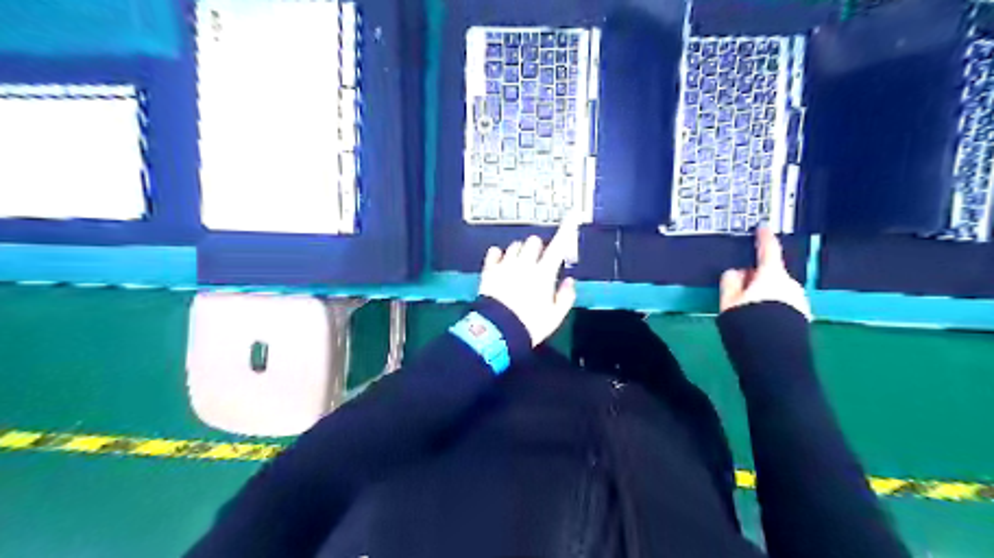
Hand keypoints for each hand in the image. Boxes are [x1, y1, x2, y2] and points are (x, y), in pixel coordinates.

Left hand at [478, 216, 580, 343]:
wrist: (498, 332)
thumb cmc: (530, 325)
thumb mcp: (555, 316)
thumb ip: (565, 296)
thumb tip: (569, 281)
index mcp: (544, 273)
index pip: (558, 246)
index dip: (567, 228)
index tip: (573, 214)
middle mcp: (524, 264)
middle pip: (533, 241)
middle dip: (538, 248)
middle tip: (537, 262)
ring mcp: (505, 265)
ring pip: (514, 246)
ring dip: (519, 252)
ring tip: (518, 266)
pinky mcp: (489, 271)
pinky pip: (494, 252)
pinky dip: (499, 255)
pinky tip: (501, 262)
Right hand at [719, 227, 811, 320]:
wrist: (774, 359)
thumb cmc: (748, 325)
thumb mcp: (729, 302)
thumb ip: (730, 282)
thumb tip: (736, 273)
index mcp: (772, 276)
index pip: (768, 251)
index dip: (764, 238)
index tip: (763, 227)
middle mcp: (790, 285)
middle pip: (771, 274)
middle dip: (756, 278)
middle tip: (738, 292)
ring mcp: (799, 302)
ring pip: (777, 291)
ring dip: (764, 295)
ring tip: (748, 313)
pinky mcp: (802, 318)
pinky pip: (784, 305)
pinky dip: (773, 308)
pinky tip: (761, 323)